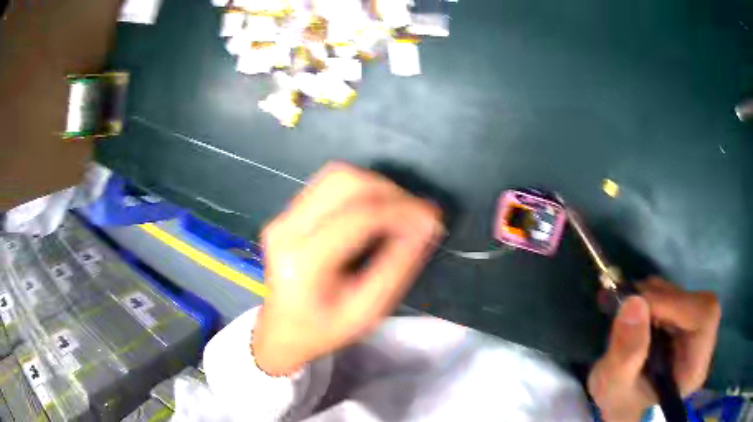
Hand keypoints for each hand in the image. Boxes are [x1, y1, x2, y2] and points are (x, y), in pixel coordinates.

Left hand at [252, 162, 443, 374]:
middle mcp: (286, 230)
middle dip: (389, 190)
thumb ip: (399, 266)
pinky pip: (327, 185)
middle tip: (416, 212)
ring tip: (399, 209)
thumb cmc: (325, 330)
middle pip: (344, 182)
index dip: (401, 210)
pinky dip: (359, 189)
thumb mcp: (368, 311)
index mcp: (304, 262)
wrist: (282, 331)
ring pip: (335, 175)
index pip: (359, 217)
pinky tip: (375, 209)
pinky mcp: (284, 214)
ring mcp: (281, 217)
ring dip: (374, 185)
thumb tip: (426, 224)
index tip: (432, 216)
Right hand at [588, 277, 720, 421]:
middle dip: (658, 299)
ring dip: (653, 298)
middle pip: (694, 302)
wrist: (626, 411)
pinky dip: (653, 300)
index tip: (634, 305)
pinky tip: (635, 315)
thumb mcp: (613, 389)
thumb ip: (623, 354)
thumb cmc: (621, 407)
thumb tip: (633, 302)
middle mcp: (704, 345)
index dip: (673, 303)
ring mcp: (698, 333)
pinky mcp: (688, 325)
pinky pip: (677, 299)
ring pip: (684, 296)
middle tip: (623, 303)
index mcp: (695, 367)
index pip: (703, 316)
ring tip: (626, 312)